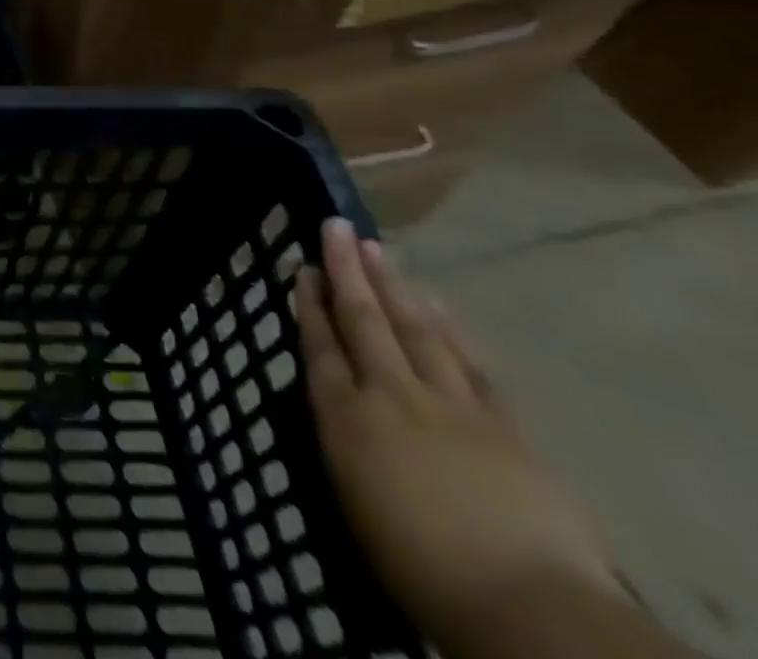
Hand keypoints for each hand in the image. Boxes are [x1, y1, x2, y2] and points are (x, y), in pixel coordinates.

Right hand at [296, 219, 621, 648]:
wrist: (528, 605)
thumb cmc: (420, 566)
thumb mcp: (355, 499)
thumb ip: (345, 440)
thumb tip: (341, 404)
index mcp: (347, 418)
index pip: (320, 346)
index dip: (310, 305)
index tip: (303, 269)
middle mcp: (391, 395)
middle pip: (364, 321)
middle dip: (346, 271)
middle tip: (335, 227)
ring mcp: (450, 404)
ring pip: (414, 328)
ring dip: (393, 285)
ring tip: (377, 248)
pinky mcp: (504, 424)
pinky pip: (469, 362)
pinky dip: (449, 327)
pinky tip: (437, 303)